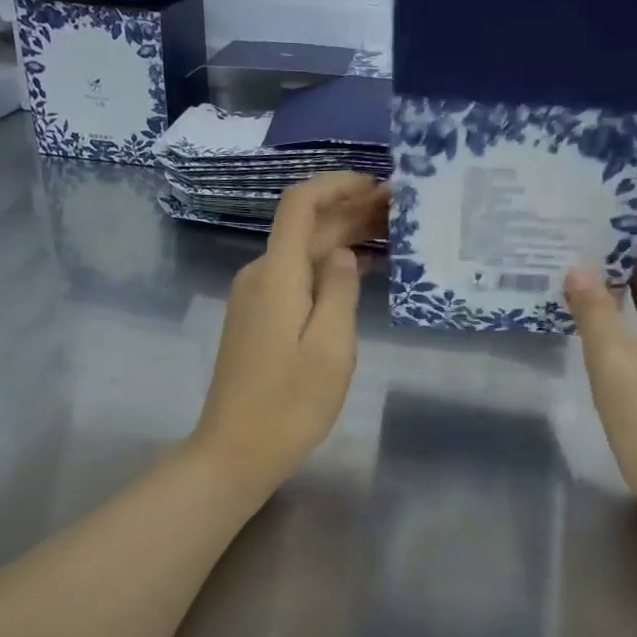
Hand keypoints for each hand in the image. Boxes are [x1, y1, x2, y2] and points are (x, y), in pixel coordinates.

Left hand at [191, 171, 387, 487]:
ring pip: (302, 253)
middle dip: (350, 212)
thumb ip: (340, 291)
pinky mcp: (257, 321)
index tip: (377, 185)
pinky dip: (328, 268)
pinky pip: (296, 278)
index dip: (337, 184)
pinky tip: (360, 272)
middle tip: (400, 210)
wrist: (235, 451)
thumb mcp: (331, 348)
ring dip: (342, 239)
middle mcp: (260, 276)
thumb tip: (344, 254)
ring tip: (390, 235)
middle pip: (305, 228)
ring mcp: (255, 299)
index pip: (300, 204)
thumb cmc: (290, 403)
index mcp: (277, 274)